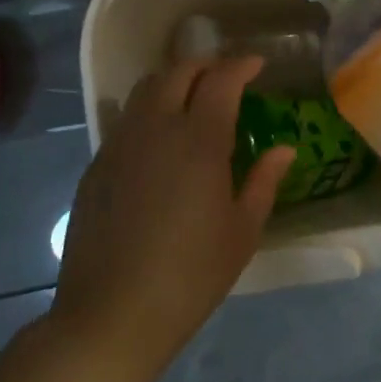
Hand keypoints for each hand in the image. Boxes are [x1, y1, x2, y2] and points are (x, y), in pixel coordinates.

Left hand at [49, 56, 293, 381]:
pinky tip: (159, 143)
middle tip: (226, 77)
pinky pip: (125, 121)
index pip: (221, 80)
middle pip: (178, 72)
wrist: (110, 316)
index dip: (241, 65)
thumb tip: (284, 149)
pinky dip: (148, 113)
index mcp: (198, 140)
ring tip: (191, 100)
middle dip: (206, 65)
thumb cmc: (189, 275)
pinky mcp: (96, 166)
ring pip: (145, 90)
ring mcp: (119, 145)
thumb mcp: (242, 232)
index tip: (257, 65)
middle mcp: (156, 128)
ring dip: (173, 82)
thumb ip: (264, 182)